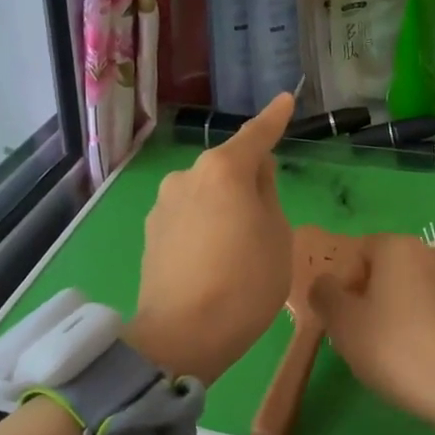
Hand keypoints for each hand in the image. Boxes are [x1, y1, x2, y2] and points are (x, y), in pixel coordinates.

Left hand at [128, 92, 295, 382]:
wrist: (183, 335)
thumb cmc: (246, 282)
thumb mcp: (276, 234)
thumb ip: (267, 194)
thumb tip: (255, 174)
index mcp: (224, 169)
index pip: (256, 135)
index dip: (274, 119)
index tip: (284, 100)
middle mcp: (187, 175)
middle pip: (227, 167)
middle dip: (246, 180)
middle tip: (265, 218)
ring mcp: (163, 202)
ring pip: (205, 192)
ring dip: (222, 204)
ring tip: (235, 248)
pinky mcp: (150, 231)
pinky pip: (187, 215)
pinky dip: (203, 224)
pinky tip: (210, 258)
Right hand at [310, 234, 434, 434]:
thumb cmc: (397, 350)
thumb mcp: (344, 325)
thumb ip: (325, 295)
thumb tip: (325, 283)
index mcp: (400, 248)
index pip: (361, 250)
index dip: (345, 281)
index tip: (342, 315)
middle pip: (394, 268)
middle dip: (376, 294)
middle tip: (365, 334)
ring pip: (423, 290)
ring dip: (408, 310)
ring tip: (399, 351)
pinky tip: (430, 359)